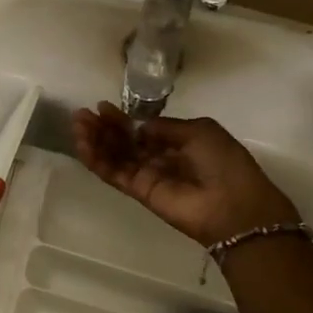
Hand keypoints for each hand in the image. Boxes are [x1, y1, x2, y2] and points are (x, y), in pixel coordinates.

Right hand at [72, 103, 299, 248]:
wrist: (234, 206)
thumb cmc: (224, 162)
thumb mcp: (199, 130)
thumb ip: (166, 127)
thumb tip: (140, 127)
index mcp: (180, 142)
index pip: (143, 129)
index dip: (123, 119)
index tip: (103, 106)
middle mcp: (161, 159)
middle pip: (125, 142)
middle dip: (104, 128)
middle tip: (83, 115)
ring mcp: (149, 176)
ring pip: (116, 157)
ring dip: (95, 141)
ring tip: (78, 126)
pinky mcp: (140, 193)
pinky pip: (115, 174)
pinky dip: (98, 161)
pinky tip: (83, 145)